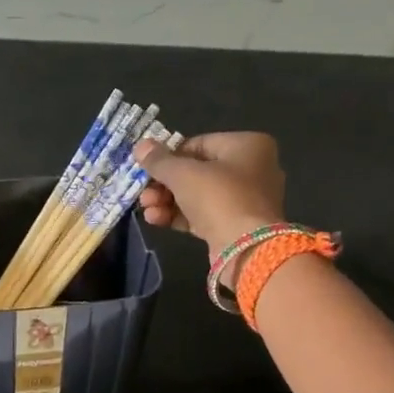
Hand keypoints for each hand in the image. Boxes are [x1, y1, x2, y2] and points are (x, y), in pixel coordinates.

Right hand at [135, 132, 286, 257]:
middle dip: (164, 184)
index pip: (199, 144)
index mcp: (248, 145)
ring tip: (146, 209)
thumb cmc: (218, 197)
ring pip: (198, 195)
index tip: (147, 168)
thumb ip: (159, 160)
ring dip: (167, 201)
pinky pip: (203, 215)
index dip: (169, 157)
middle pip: (197, 172)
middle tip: (143, 193)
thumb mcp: (183, 173)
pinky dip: (179, 216)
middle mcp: (252, 169)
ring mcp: (245, 200)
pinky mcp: (235, 226)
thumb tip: (141, 146)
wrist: (245, 248)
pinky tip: (155, 219)